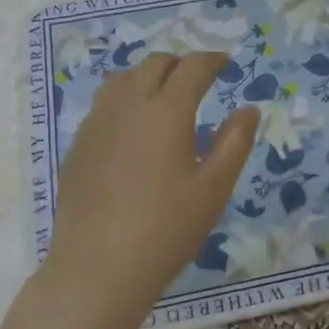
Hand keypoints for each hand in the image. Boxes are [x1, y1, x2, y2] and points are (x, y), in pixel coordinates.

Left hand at [26, 53, 257, 328]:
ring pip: (123, 78)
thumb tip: (249, 108)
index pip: (192, 67)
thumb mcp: (214, 188)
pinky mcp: (79, 144)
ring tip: (165, 96)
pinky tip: (134, 127)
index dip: (212, 60)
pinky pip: (104, 103)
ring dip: (149, 76)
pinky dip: (126, 98)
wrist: (98, 268)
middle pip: (155, 64)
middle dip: (181, 64)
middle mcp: (129, 105)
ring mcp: (98, 123)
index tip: (226, 63)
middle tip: (200, 81)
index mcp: (167, 111)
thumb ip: (234, 142)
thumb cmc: (167, 229)